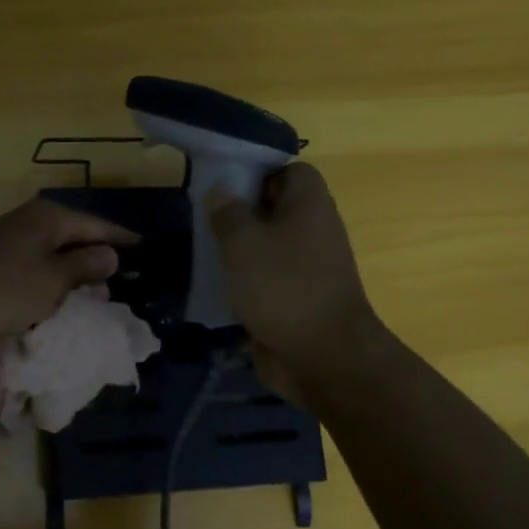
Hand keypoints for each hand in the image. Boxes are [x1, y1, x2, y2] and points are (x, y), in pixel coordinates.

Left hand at [0, 197, 139, 337]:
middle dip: (98, 255)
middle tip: (126, 276)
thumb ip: (86, 266)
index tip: (147, 250)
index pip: (98, 225)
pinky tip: (60, 297)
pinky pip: (36, 266)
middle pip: (76, 235)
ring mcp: (12, 238)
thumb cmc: (7, 285)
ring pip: (55, 252)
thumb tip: (110, 254)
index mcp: (52, 217)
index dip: (123, 239)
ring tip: (99, 290)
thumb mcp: (56, 279)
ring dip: (74, 271)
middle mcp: (33, 220)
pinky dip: (51, 279)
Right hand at [207, 162, 385, 401]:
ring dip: (238, 251)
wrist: (323, 358)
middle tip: (205, 218)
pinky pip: (267, 279)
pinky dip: (245, 282)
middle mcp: (314, 230)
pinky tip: (217, 288)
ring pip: (267, 246)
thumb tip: (221, 191)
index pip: (288, 170)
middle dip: (239, 212)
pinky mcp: (298, 299)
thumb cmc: (283, 286)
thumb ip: (226, 212)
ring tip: (205, 253)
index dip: (257, 173)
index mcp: (309, 205)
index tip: (224, 186)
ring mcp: (308, 267)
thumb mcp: (242, 241)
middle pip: (274, 208)